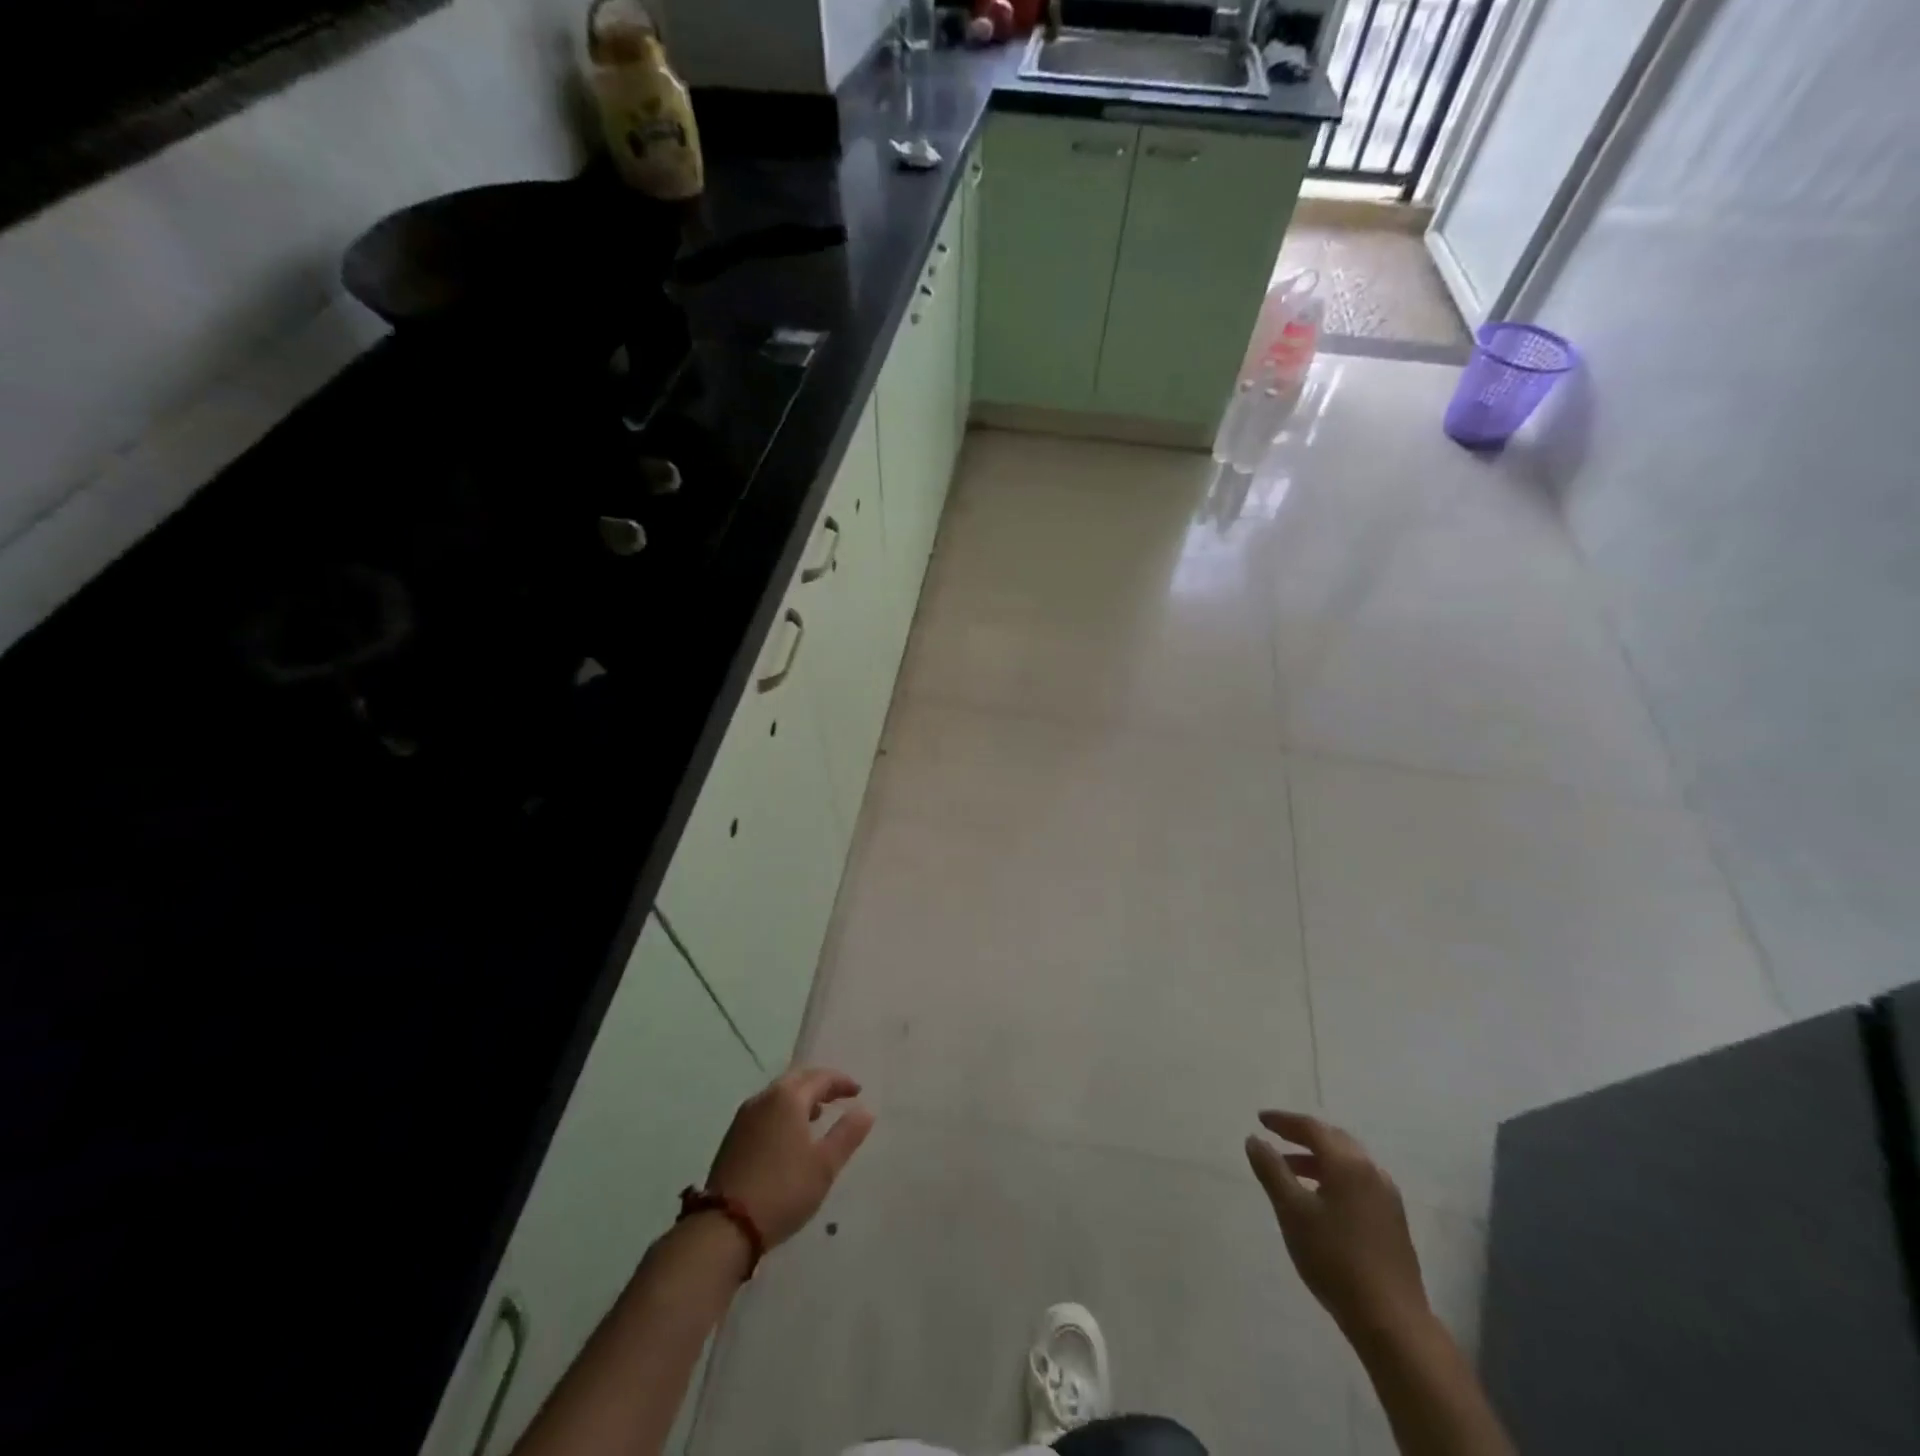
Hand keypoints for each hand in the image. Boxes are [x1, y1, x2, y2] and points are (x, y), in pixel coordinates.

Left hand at [707, 1066, 874, 1248]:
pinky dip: (783, 1112)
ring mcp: (744, 1117)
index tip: (857, 1092)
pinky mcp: (733, 1137)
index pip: (820, 1077)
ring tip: (817, 1115)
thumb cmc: (783, 1190)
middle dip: (819, 1084)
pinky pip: (765, 1111)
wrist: (724, 1227)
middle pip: (797, 1079)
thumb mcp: (824, 1165)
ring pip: (778, 1095)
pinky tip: (789, 1135)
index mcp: (788, 1098)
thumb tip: (865, 1111)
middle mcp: (764, 1099)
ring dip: (800, 1098)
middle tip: (838, 1096)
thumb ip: (847, 1134)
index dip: (841, 1082)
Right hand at [1245, 1110, 1427, 1343]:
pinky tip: (1321, 1199)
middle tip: (1277, 1137)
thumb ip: (1271, 1171)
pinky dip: (1334, 1177)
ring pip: (1348, 1163)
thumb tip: (1254, 1140)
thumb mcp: (1292, 1212)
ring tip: (1291, 1170)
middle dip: (1303, 1135)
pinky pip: (1358, 1182)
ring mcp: (1387, 1198)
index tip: (1261, 1119)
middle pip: (1334, 1140)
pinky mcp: (1393, 1221)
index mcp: (1348, 1164)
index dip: (1283, 1121)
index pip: (1312, 1128)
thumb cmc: (1335, 1260)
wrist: (1392, 1322)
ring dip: (1318, 1159)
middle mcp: (1372, 1172)